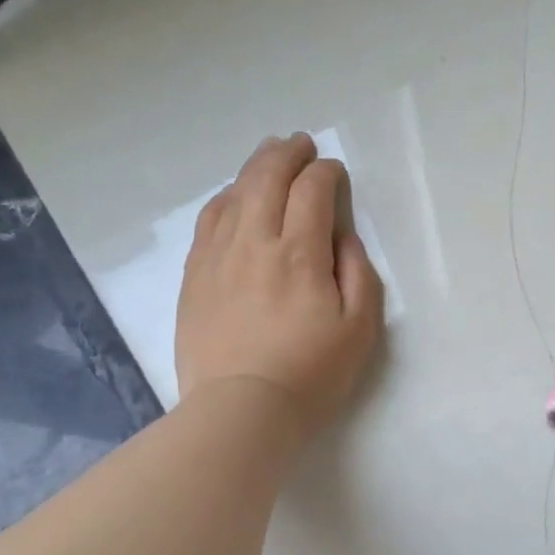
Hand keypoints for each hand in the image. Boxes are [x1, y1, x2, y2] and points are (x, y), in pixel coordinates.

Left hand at [175, 134, 383, 439]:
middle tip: (301, 144)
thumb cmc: (312, 373)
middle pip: (266, 179)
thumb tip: (340, 237)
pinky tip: (233, 197)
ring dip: (254, 168)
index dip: (326, 174)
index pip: (312, 192)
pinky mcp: (194, 276)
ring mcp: (217, 256)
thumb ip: (357, 273)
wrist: (240, 410)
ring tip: (268, 157)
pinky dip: (225, 198)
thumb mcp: (360, 328)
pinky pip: (208, 220)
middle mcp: (254, 242)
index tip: (335, 173)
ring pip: (234, 194)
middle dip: (287, 154)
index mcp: (299, 253)